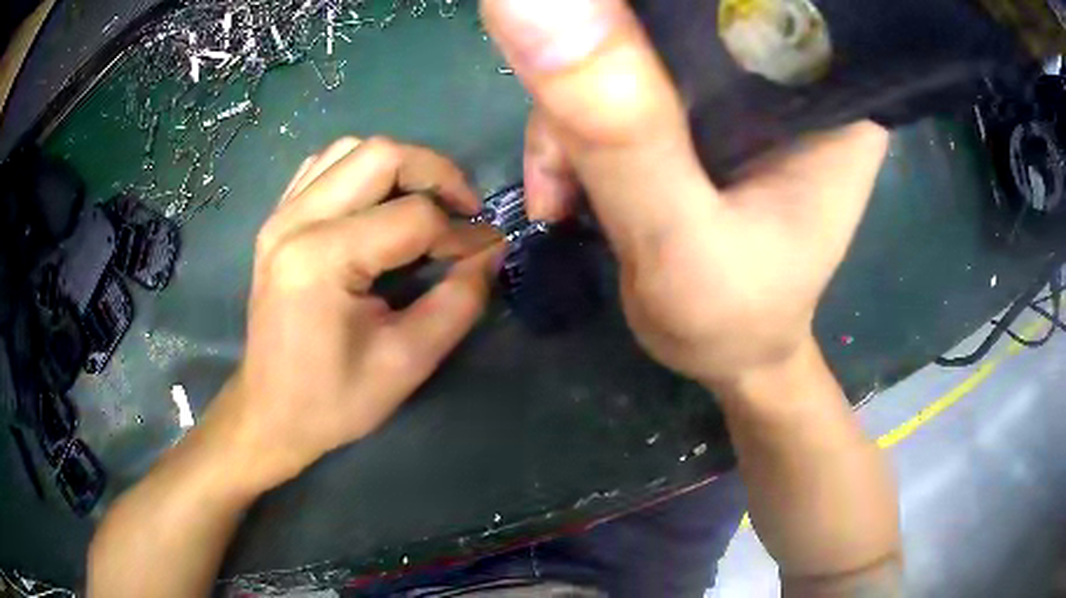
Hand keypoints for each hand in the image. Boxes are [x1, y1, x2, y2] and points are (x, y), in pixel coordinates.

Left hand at [210, 136, 499, 489]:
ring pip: (351, 149)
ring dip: (398, 167)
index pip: (413, 216)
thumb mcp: (407, 362)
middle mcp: (295, 222)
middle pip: (381, 156)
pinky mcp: (276, 220)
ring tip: (423, 203)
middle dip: (436, 173)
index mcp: (322, 260)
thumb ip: (459, 301)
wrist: (270, 412)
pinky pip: (323, 166)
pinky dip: (360, 171)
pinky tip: (376, 202)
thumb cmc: (334, 399)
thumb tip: (493, 251)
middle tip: (463, 210)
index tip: (485, 253)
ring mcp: (280, 216)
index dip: (461, 231)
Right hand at [484, 0, 888, 385]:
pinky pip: (621, 85)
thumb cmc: (732, 320)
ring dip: (576, 113)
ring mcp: (743, 90)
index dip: (654, 9)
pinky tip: (565, 184)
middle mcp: (791, 75)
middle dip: (602, 72)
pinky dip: (578, 129)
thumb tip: (532, 4)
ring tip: (561, 190)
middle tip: (569, 152)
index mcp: (827, 94)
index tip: (602, 63)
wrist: (731, 355)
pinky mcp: (702, 110)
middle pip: (674, 19)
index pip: (745, 3)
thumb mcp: (679, 241)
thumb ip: (621, 132)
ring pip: (635, 50)